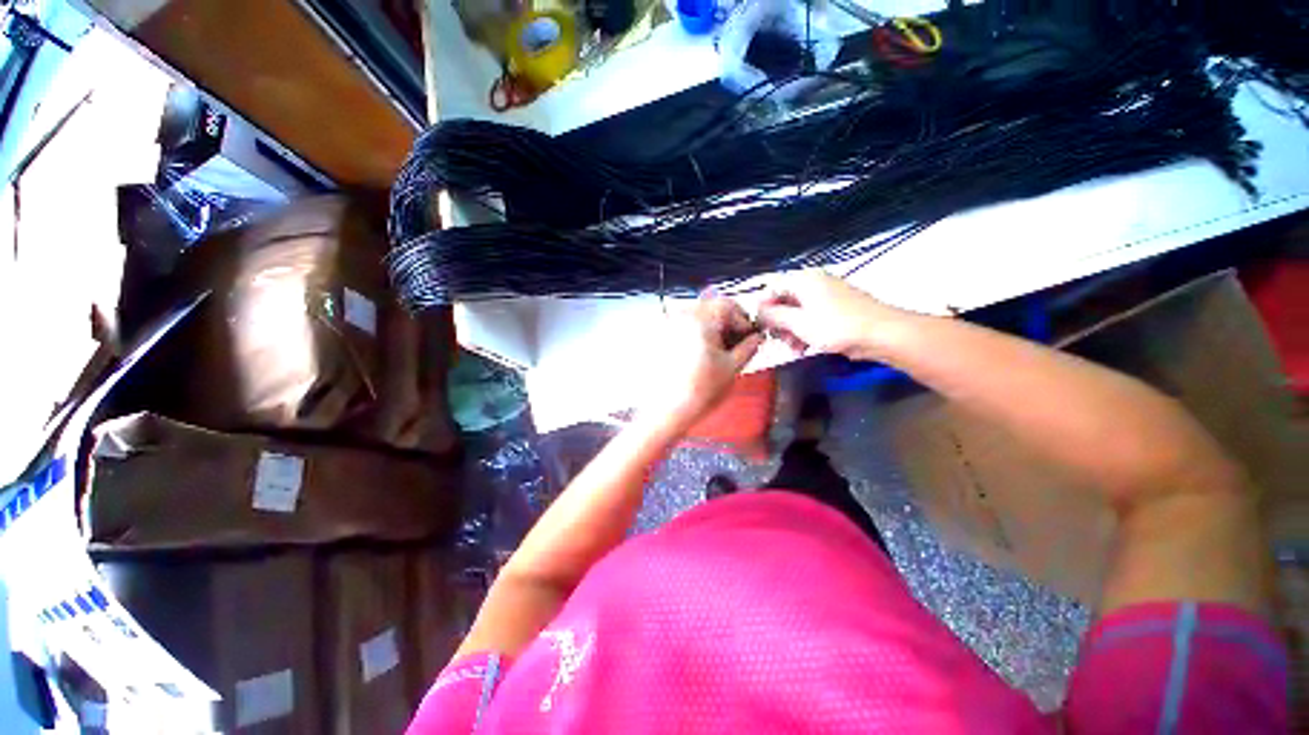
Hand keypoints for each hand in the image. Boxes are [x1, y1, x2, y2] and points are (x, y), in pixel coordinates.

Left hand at [645, 295, 763, 428]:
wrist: (668, 410)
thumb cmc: (699, 391)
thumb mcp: (732, 368)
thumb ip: (749, 347)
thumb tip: (756, 338)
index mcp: (701, 319)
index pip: (729, 305)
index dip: (743, 320)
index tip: (749, 336)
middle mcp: (682, 317)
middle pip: (712, 308)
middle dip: (728, 324)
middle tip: (737, 344)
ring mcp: (669, 326)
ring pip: (699, 317)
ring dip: (713, 329)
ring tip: (721, 353)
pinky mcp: (662, 337)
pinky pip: (685, 327)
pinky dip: (698, 335)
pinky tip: (703, 355)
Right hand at [757, 271, 904, 360]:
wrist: (882, 333)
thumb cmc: (836, 327)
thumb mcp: (799, 323)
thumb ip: (774, 316)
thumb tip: (758, 311)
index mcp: (803, 280)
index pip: (772, 287)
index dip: (763, 307)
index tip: (760, 327)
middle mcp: (814, 282)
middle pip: (784, 300)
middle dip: (778, 322)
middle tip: (777, 341)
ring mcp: (827, 294)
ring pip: (797, 311)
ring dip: (790, 330)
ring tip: (793, 348)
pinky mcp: (836, 307)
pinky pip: (811, 316)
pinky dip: (804, 330)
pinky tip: (804, 347)